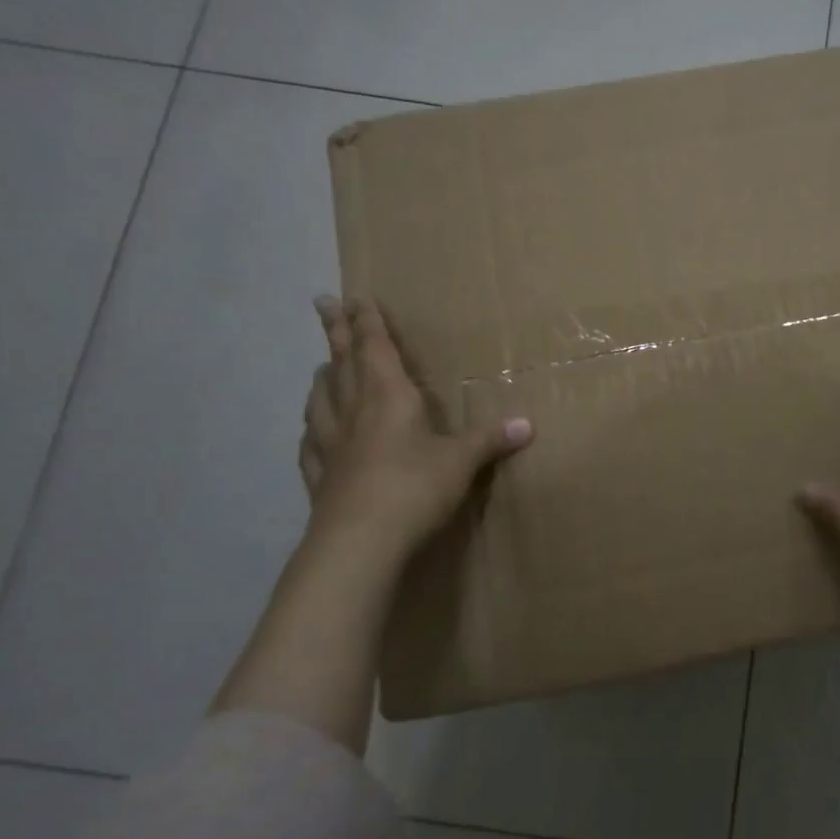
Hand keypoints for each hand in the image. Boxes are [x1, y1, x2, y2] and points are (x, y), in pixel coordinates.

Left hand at [300, 296, 532, 577]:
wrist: (361, 541)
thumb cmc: (415, 487)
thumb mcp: (461, 461)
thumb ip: (489, 440)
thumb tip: (528, 425)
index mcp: (388, 396)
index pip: (374, 347)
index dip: (367, 321)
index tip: (355, 296)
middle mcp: (353, 411)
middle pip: (341, 362)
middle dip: (336, 331)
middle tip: (322, 303)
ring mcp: (330, 444)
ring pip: (321, 398)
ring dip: (323, 376)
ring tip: (322, 366)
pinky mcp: (319, 476)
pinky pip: (312, 443)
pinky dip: (312, 429)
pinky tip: (311, 432)